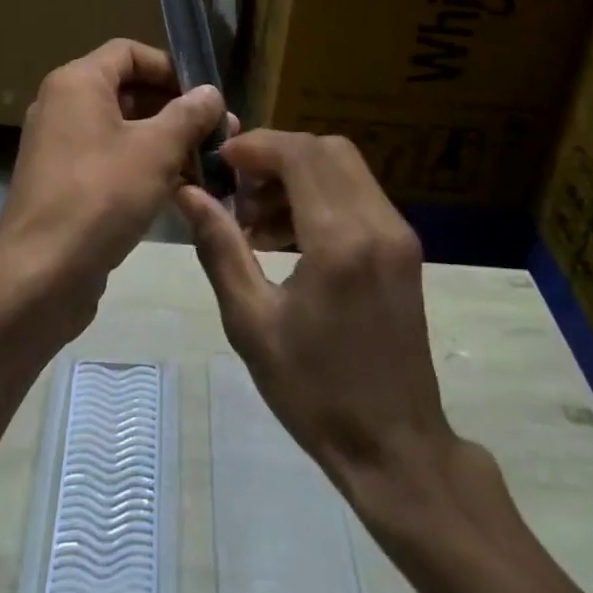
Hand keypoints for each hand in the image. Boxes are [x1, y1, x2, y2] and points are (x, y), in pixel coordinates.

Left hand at [0, 40, 227, 327]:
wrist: (41, 273)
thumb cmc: (101, 195)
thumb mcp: (157, 150)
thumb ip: (188, 114)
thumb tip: (211, 92)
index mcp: (77, 82)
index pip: (129, 52)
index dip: (170, 67)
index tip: (205, 95)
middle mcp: (61, 105)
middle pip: (126, 90)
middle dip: (174, 109)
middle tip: (216, 133)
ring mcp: (57, 146)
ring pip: (119, 128)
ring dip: (162, 140)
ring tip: (204, 163)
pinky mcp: (60, 182)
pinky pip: (106, 158)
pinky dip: (139, 164)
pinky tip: (175, 189)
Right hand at [176, 131, 459, 488]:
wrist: (395, 446)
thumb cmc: (314, 391)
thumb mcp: (252, 323)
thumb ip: (220, 248)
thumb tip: (189, 194)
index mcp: (340, 241)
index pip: (299, 154)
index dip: (256, 146)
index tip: (219, 165)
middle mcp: (378, 223)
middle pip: (325, 149)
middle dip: (276, 156)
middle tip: (238, 191)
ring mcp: (398, 233)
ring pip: (344, 167)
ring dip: (298, 175)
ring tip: (257, 221)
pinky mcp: (404, 248)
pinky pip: (359, 194)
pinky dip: (321, 195)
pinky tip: (289, 236)